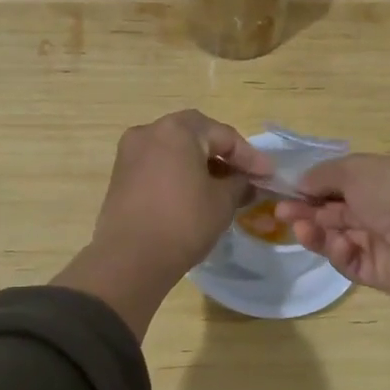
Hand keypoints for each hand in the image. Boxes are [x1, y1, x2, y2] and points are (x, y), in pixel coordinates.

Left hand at [91, 111, 270, 275]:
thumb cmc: (183, 222)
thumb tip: (247, 182)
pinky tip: (195, 194)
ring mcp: (130, 153)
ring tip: (223, 187)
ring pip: (175, 150)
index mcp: (177, 129)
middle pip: (196, 136)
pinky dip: (179, 173)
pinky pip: (158, 165)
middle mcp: (149, 131)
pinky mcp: (121, 175)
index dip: (250, 157)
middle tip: (246, 175)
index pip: (224, 135)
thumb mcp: (223, 202)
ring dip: (200, 164)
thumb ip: (240, 184)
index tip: (268, 175)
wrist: (130, 259)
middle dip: (224, 154)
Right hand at [274, 154, 389, 297]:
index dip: (316, 186)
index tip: (289, 190)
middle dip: (308, 210)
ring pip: (339, 237)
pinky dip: (341, 253)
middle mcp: (386, 208)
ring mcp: (383, 242)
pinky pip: (351, 262)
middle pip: (338, 211)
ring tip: (299, 229)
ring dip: (317, 232)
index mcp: (387, 178)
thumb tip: (301, 182)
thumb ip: (324, 174)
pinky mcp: (380, 272)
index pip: (345, 181)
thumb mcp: (355, 169)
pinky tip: (340, 246)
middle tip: (280, 212)